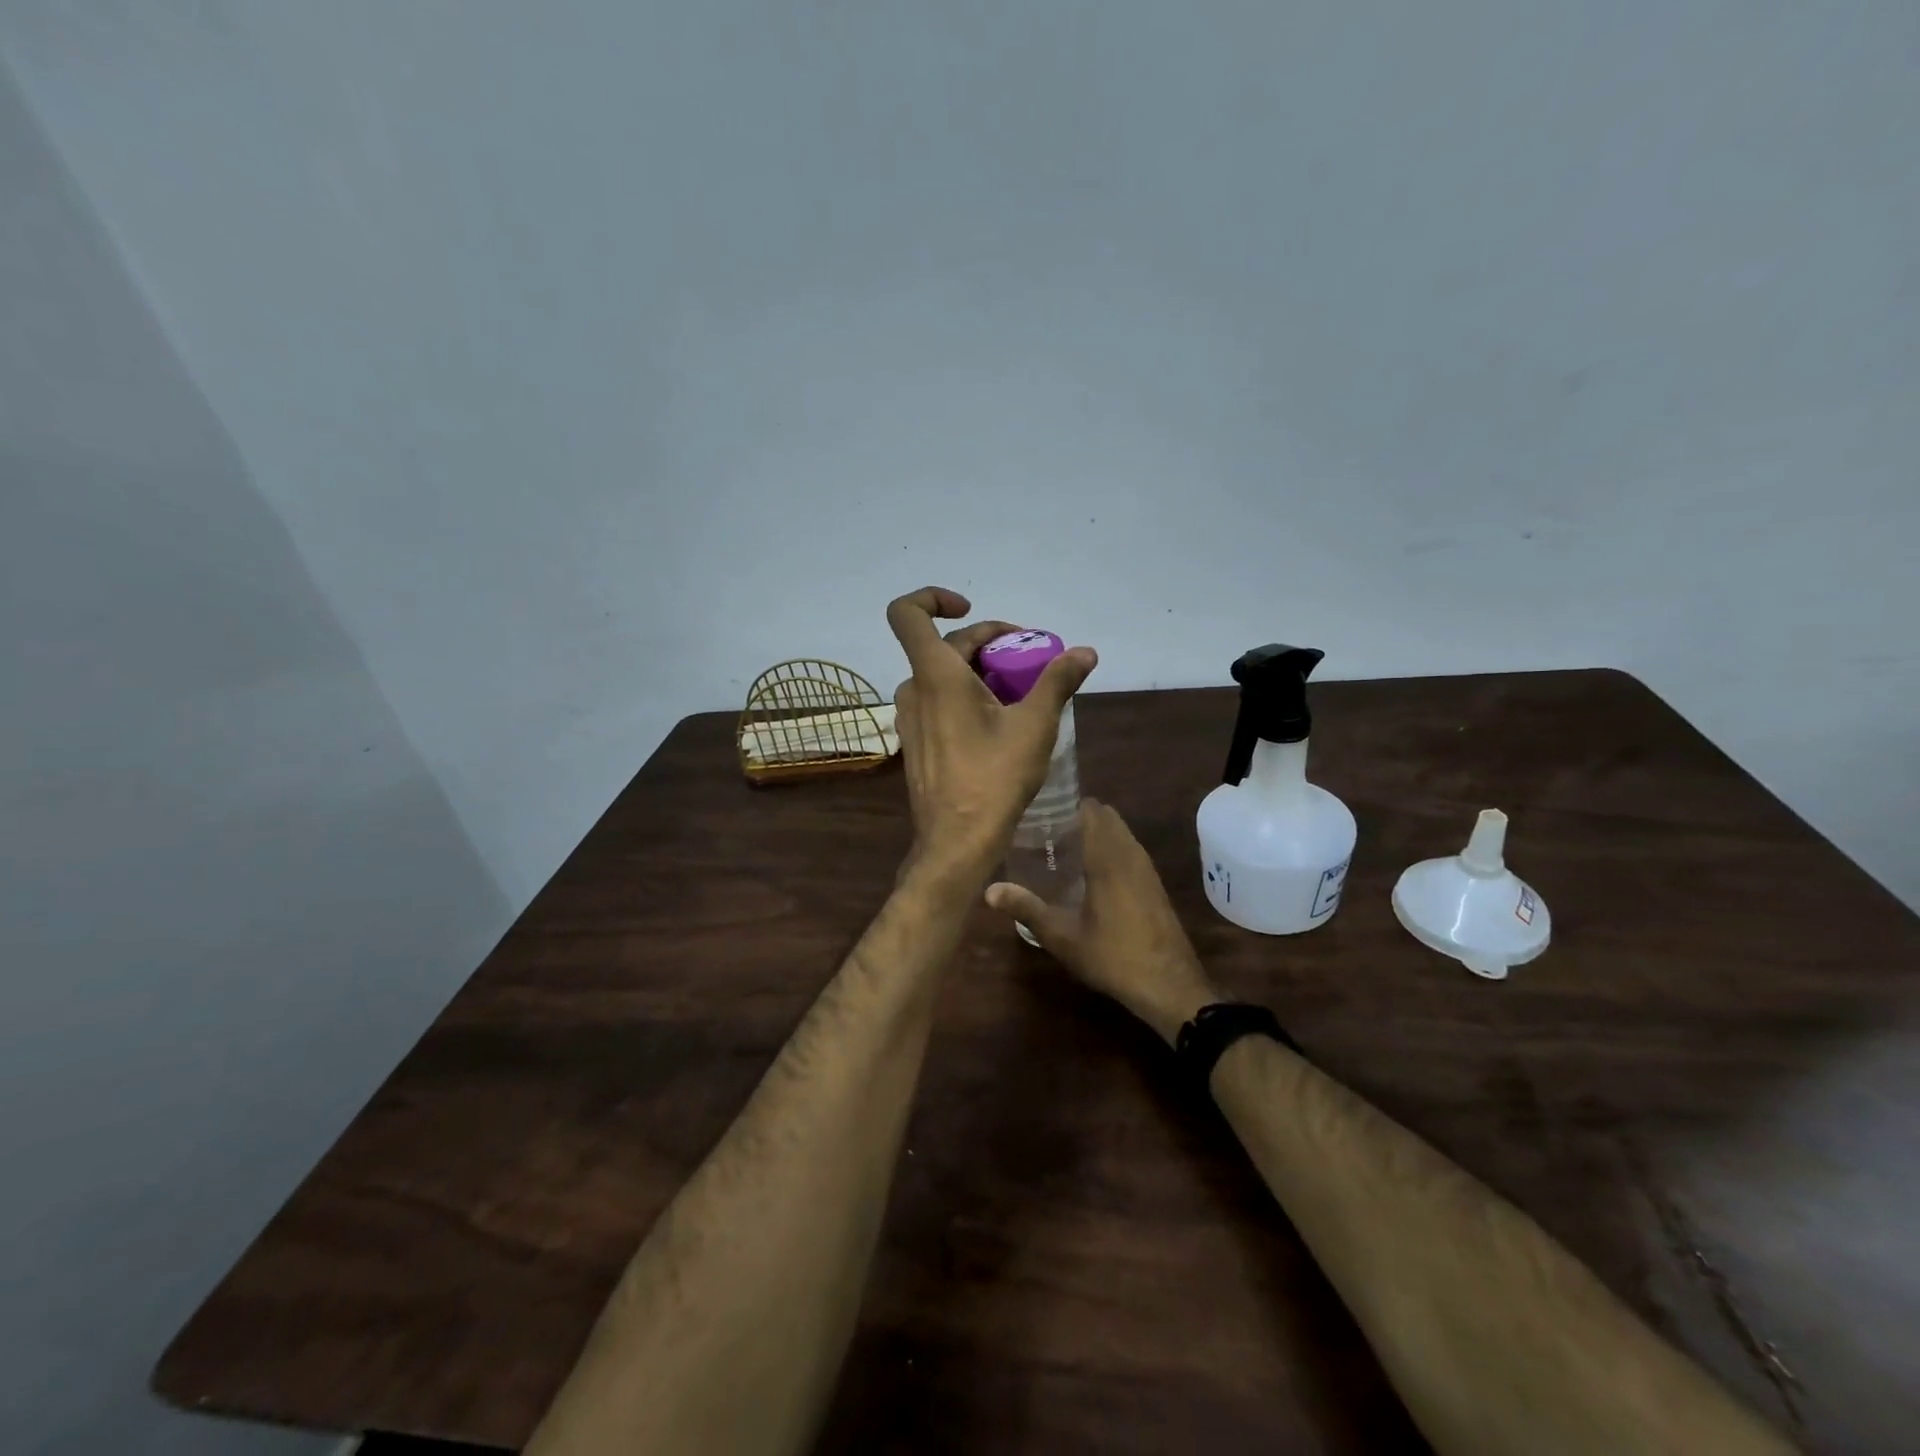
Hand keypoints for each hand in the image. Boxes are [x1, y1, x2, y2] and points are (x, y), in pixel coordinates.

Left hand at [887, 587, 1096, 883]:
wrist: (957, 841)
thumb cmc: (994, 778)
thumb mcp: (1035, 725)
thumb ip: (1058, 681)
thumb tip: (1087, 652)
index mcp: (935, 674)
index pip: (907, 612)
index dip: (933, 598)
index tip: (970, 609)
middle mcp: (913, 690)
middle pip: (943, 646)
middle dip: (987, 643)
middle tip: (1030, 660)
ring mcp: (910, 719)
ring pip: (941, 675)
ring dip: (977, 671)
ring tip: (1017, 691)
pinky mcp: (915, 743)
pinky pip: (936, 701)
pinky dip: (963, 695)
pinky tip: (997, 721)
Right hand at [985, 799, 1218, 1043]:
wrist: (1169, 986)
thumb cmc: (1113, 956)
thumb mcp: (1062, 936)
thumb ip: (1027, 909)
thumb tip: (989, 891)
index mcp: (1108, 858)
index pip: (1090, 810)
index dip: (1067, 805)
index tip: (1041, 812)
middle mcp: (1130, 854)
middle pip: (1106, 817)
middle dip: (1079, 816)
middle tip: (1047, 830)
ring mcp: (1147, 869)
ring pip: (1121, 833)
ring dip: (1097, 832)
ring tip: (1064, 848)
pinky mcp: (1155, 884)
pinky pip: (1130, 850)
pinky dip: (1111, 848)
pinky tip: (1092, 873)